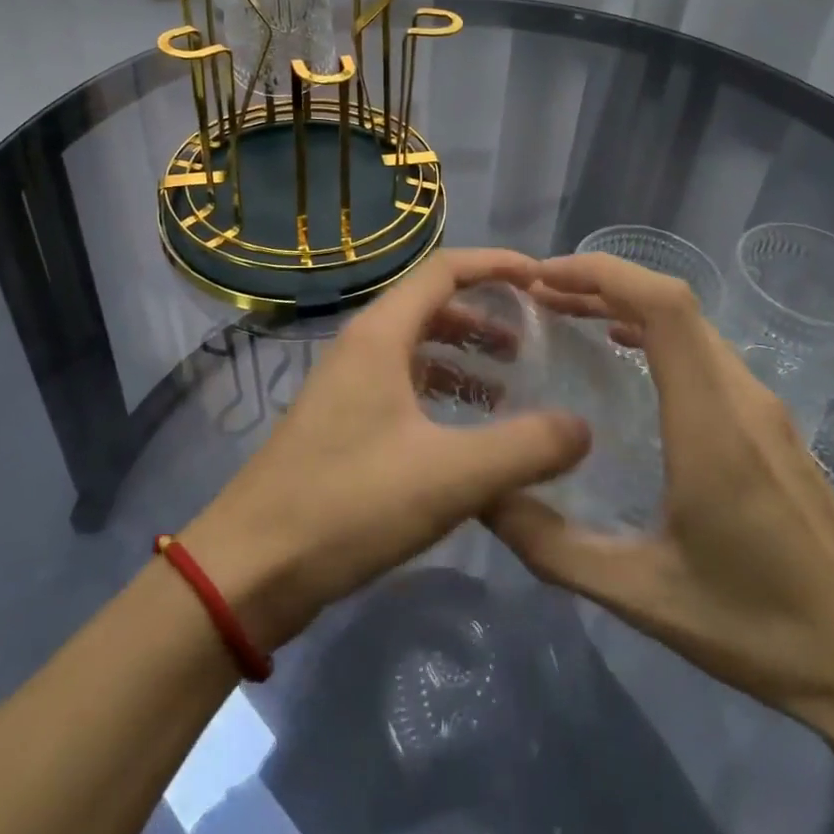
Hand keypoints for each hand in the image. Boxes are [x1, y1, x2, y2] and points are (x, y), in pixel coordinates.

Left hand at [180, 249, 591, 649]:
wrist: (251, 569)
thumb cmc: (349, 504)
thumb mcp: (450, 476)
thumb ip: (524, 448)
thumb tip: (582, 427)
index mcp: (381, 335)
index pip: (445, 270)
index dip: (496, 265)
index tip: (543, 279)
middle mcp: (362, 346)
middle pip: (432, 304)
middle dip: (486, 313)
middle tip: (534, 339)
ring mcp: (347, 384)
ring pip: (417, 346)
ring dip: (464, 354)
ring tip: (509, 385)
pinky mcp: (342, 420)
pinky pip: (403, 382)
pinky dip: (441, 389)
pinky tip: (467, 428)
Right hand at [488, 253, 833, 726]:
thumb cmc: (760, 628)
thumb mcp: (642, 596)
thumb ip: (555, 547)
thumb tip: (485, 498)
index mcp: (712, 423)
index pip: (664, 307)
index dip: (604, 274)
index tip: (544, 278)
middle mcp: (742, 397)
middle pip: (672, 304)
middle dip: (601, 284)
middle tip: (539, 297)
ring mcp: (764, 408)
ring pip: (691, 325)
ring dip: (628, 305)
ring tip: (569, 315)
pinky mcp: (772, 425)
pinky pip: (706, 352)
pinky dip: (655, 333)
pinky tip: (625, 358)